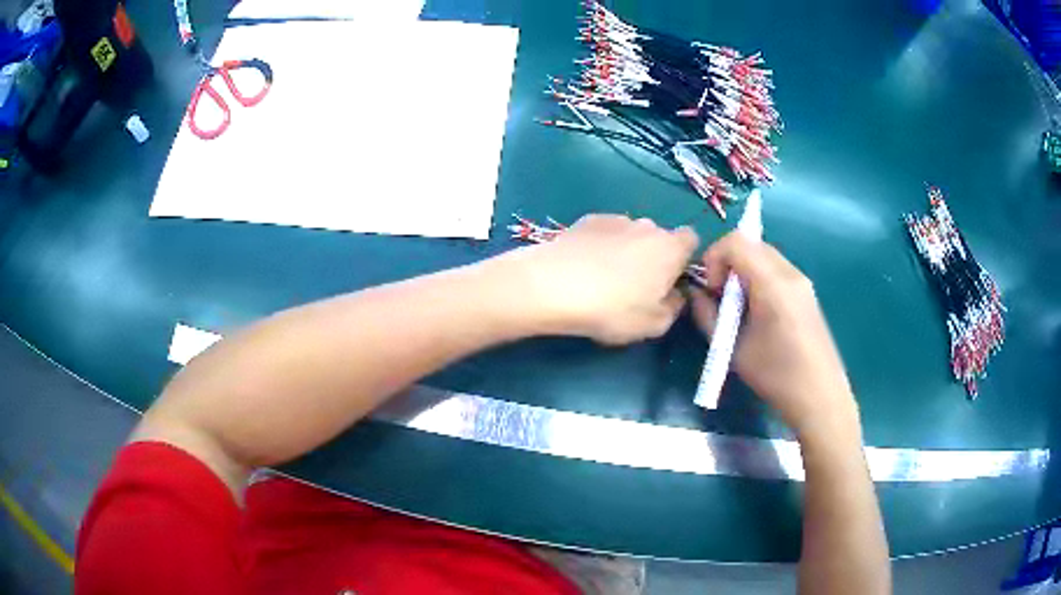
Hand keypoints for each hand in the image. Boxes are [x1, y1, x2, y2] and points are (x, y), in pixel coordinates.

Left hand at [496, 214, 698, 344]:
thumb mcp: (654, 325)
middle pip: (659, 238)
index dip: (684, 259)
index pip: (691, 240)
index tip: (670, 281)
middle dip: (653, 257)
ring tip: (602, 279)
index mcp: (671, 247)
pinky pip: (604, 233)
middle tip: (634, 288)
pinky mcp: (585, 220)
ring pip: (630, 235)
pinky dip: (600, 246)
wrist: (553, 285)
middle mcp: (647, 225)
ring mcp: (615, 219)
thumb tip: (675, 295)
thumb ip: (674, 308)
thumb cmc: (612, 309)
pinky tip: (583, 267)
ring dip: (625, 251)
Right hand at [690, 232, 857, 436]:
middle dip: (728, 264)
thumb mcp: (732, 349)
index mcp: (772, 283)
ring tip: (739, 310)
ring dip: (743, 272)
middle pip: (750, 244)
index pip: (736, 241)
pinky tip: (759, 315)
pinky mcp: (807, 293)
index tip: (712, 290)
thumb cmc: (775, 375)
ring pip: (763, 256)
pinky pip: (776, 270)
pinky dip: (758, 280)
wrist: (819, 396)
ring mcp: (802, 281)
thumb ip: (708, 315)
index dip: (715, 257)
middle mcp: (790, 273)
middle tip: (722, 299)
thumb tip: (696, 293)